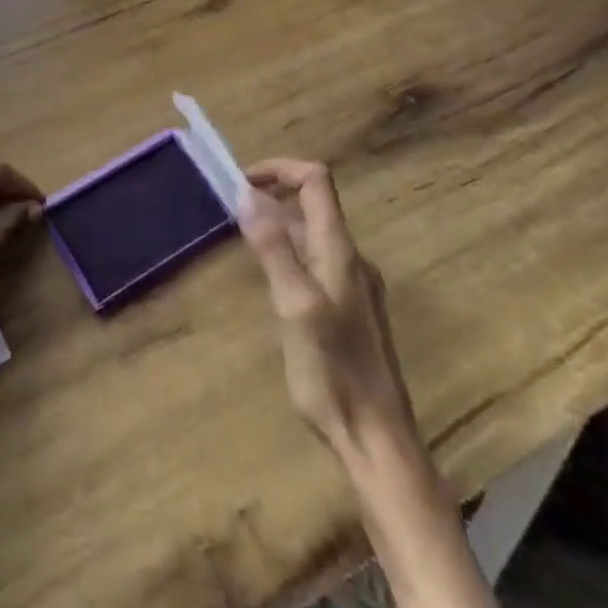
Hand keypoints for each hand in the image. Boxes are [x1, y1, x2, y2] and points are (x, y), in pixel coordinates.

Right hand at [238, 158, 502, 607]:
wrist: (377, 439)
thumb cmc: (333, 372)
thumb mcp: (295, 305)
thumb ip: (274, 248)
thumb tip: (248, 194)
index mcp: (340, 251)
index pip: (316, 181)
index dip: (279, 168)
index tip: (240, 181)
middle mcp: (350, 259)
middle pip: (312, 206)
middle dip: (271, 196)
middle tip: (230, 211)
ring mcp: (351, 286)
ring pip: (311, 236)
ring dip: (277, 226)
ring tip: (241, 240)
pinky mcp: (347, 311)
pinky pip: (314, 263)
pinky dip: (287, 254)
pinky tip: (268, 280)